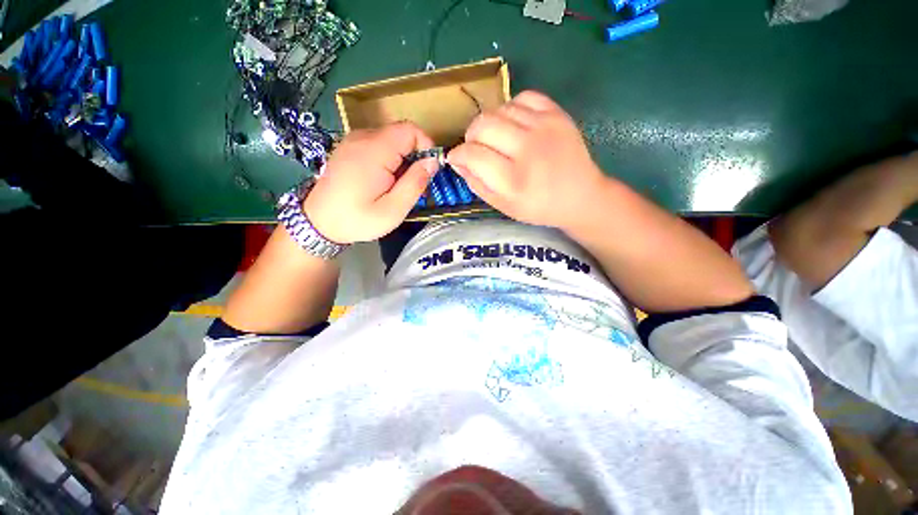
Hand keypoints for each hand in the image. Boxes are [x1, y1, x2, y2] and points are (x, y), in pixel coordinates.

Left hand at [304, 122, 437, 243]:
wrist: (317, 222)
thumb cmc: (357, 219)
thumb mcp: (393, 210)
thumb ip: (415, 183)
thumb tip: (432, 162)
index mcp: (375, 150)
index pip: (410, 130)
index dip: (426, 146)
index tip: (428, 171)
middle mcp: (363, 137)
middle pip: (402, 134)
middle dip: (415, 157)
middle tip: (413, 186)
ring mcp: (354, 141)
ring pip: (391, 140)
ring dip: (403, 160)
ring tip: (398, 187)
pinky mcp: (350, 148)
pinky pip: (379, 145)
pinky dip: (389, 160)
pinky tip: (384, 182)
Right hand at [447, 90, 606, 229]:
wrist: (580, 196)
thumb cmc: (538, 207)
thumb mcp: (503, 206)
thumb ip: (477, 184)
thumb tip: (457, 161)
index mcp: (513, 180)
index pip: (472, 154)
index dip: (458, 155)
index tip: (456, 158)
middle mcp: (528, 149)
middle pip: (482, 125)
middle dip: (470, 136)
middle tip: (476, 148)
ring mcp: (544, 127)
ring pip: (499, 109)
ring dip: (490, 124)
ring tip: (497, 139)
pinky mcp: (557, 114)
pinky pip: (523, 97)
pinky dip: (511, 109)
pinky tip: (514, 125)